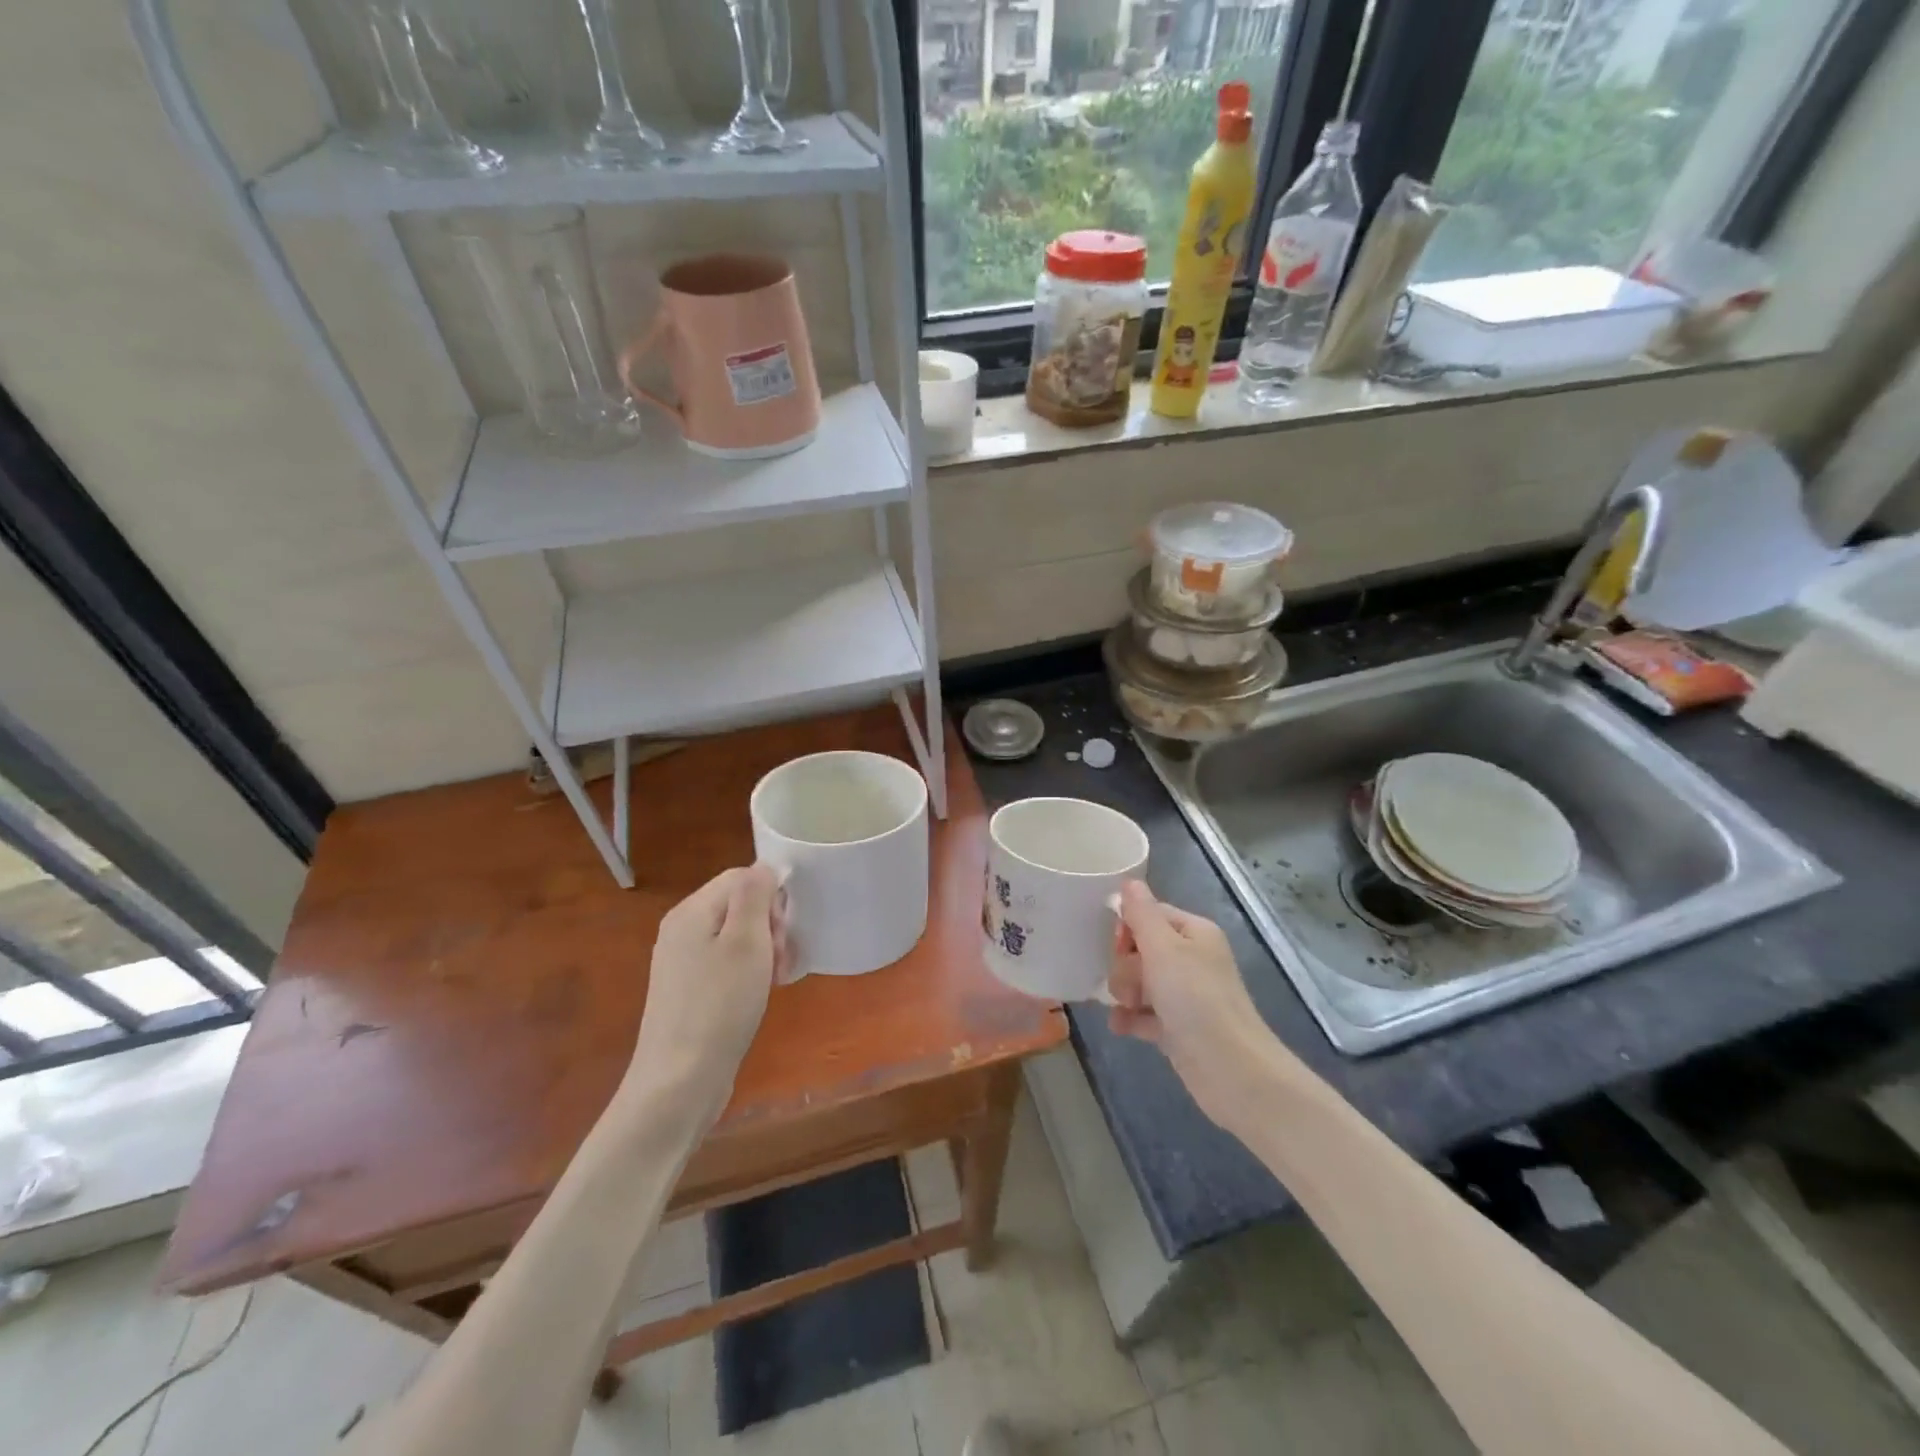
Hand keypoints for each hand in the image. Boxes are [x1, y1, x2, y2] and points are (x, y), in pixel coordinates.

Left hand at [623, 865, 783, 1125]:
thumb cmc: (719, 1006)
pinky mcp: (689, 992)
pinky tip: (759, 996)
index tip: (783, 933)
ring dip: (764, 952)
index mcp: (691, 912)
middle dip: (769, 926)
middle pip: (738, 906)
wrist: (679, 1083)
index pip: (740, 878)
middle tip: (780, 961)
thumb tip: (763, 866)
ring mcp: (682, 963)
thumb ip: (754, 895)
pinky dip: (749, 973)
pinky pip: (727, 964)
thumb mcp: (746, 942)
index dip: (770, 898)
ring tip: (774, 981)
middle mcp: (681, 930)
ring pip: (736, 937)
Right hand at [1108, 880, 1284, 1131]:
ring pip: (1140, 981)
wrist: (1232, 1072)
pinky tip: (1120, 1027)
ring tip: (1125, 1008)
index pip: (1149, 914)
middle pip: (1141, 948)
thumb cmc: (1196, 1001)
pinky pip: (1144, 1013)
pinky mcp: (1179, 1027)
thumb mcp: (1163, 949)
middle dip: (1125, 965)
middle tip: (1128, 986)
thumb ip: (1142, 914)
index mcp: (1194, 932)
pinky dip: (1131, 1018)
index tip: (1118, 947)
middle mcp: (1192, 959)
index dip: (1128, 928)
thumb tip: (1129, 881)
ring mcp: (1186, 995)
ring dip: (1125, 992)